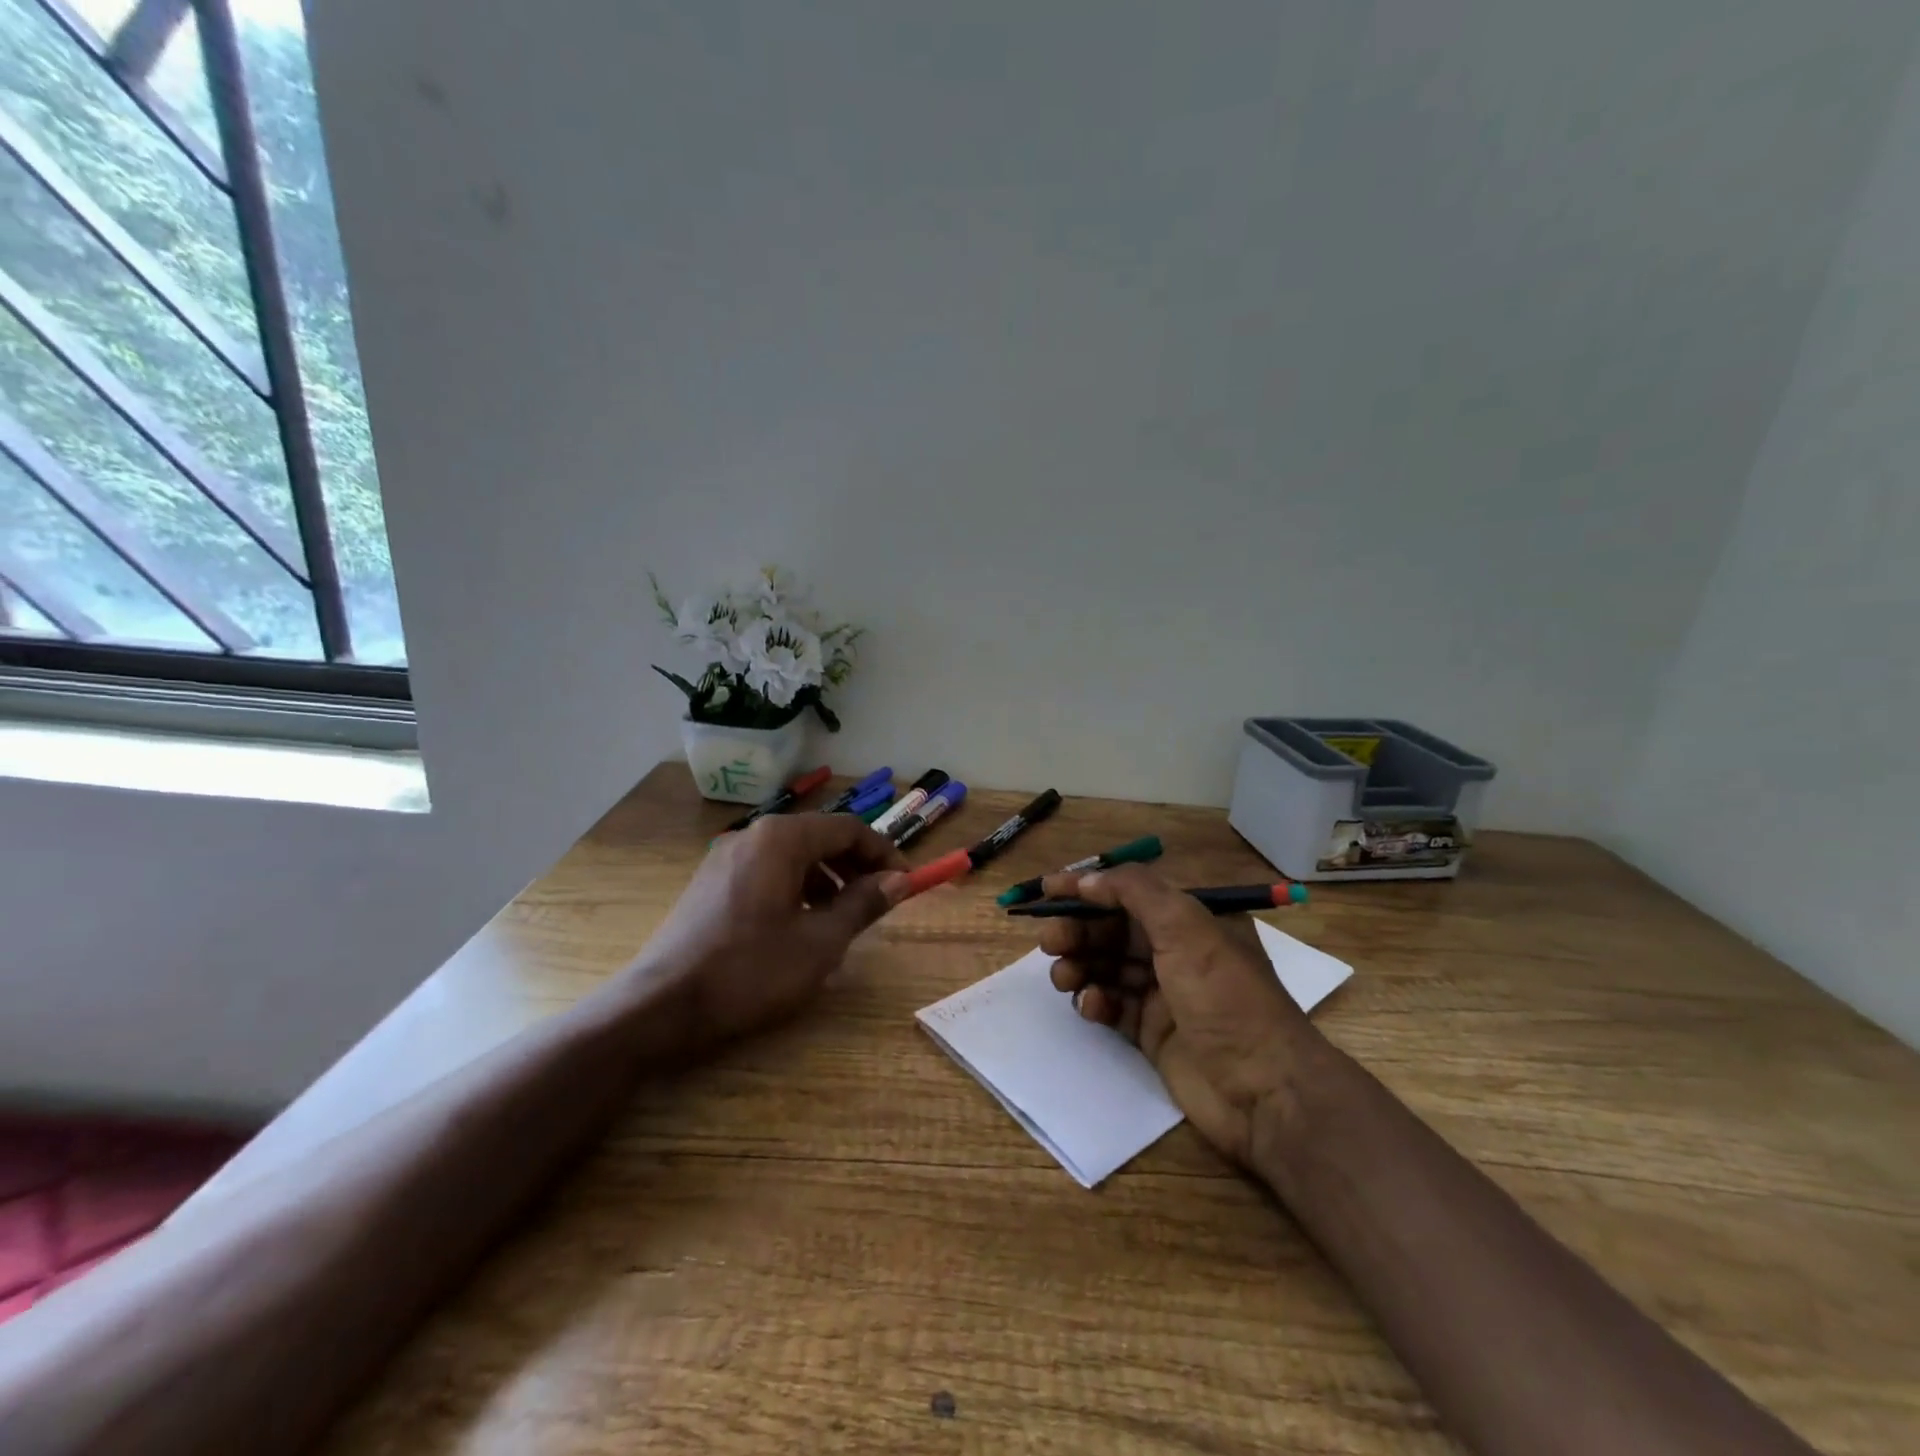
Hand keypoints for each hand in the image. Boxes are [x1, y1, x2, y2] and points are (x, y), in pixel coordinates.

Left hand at [634, 813, 909, 1047]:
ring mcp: (725, 857)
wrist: (660, 1006)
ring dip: (826, 879)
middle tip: (878, 902)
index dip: (883, 854)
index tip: (905, 884)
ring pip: (793, 856)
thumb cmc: (749, 971)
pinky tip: (798, 927)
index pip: (849, 829)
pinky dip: (795, 889)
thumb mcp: (819, 942)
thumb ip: (862, 904)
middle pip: (819, 838)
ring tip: (841, 919)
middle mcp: (752, 835)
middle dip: (855, 867)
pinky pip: (767, 872)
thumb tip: (897, 880)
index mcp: (781, 840)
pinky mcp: (710, 882)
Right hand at [1039, 865, 1317, 1166]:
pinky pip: (1113, 1006)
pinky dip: (1096, 1001)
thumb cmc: (1225, 995)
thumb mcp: (1185, 926)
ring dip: (1081, 965)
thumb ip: (1134, 891)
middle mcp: (1177, 950)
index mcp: (1191, 919)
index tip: (1046, 889)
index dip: (1087, 887)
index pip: (1129, 891)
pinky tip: (1090, 1006)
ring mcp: (1165, 993)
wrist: (1263, 1089)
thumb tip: (1087, 878)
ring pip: (1108, 967)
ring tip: (1063, 977)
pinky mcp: (1153, 1032)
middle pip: (1113, 930)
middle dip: (1079, 930)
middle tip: (1049, 941)